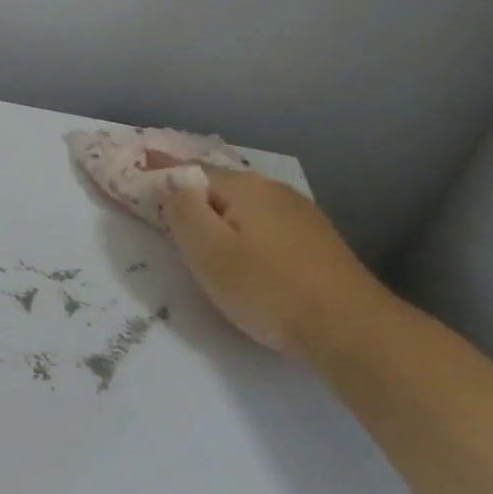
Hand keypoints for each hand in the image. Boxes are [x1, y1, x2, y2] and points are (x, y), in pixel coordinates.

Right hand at [148, 158, 386, 360]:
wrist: (354, 332)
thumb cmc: (268, 289)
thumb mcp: (208, 251)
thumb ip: (182, 210)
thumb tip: (172, 184)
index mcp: (245, 187)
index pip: (190, 169)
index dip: (161, 168)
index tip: (138, 161)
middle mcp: (274, 190)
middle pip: (219, 184)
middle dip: (190, 189)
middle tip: (162, 199)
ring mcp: (301, 215)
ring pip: (245, 204)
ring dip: (218, 209)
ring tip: (197, 225)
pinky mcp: (317, 242)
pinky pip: (265, 222)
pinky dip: (242, 226)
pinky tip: (242, 245)